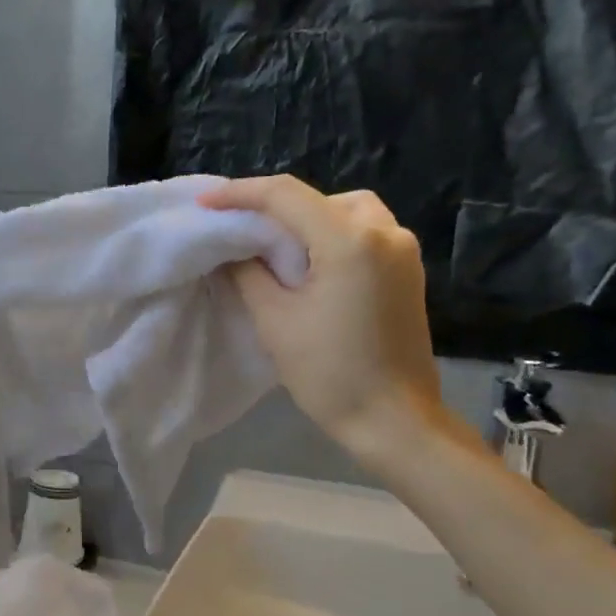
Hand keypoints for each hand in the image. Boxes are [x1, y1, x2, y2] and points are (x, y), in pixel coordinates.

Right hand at [202, 176, 447, 463]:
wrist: (394, 421)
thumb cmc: (329, 374)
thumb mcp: (275, 321)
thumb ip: (248, 273)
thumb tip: (232, 250)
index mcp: (349, 241)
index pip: (286, 196)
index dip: (240, 194)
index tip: (206, 203)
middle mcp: (385, 232)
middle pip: (321, 197)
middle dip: (278, 207)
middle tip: (243, 230)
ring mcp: (403, 250)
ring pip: (348, 210)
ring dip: (310, 219)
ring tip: (278, 247)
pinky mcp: (409, 270)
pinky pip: (366, 232)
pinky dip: (334, 234)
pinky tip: (312, 262)